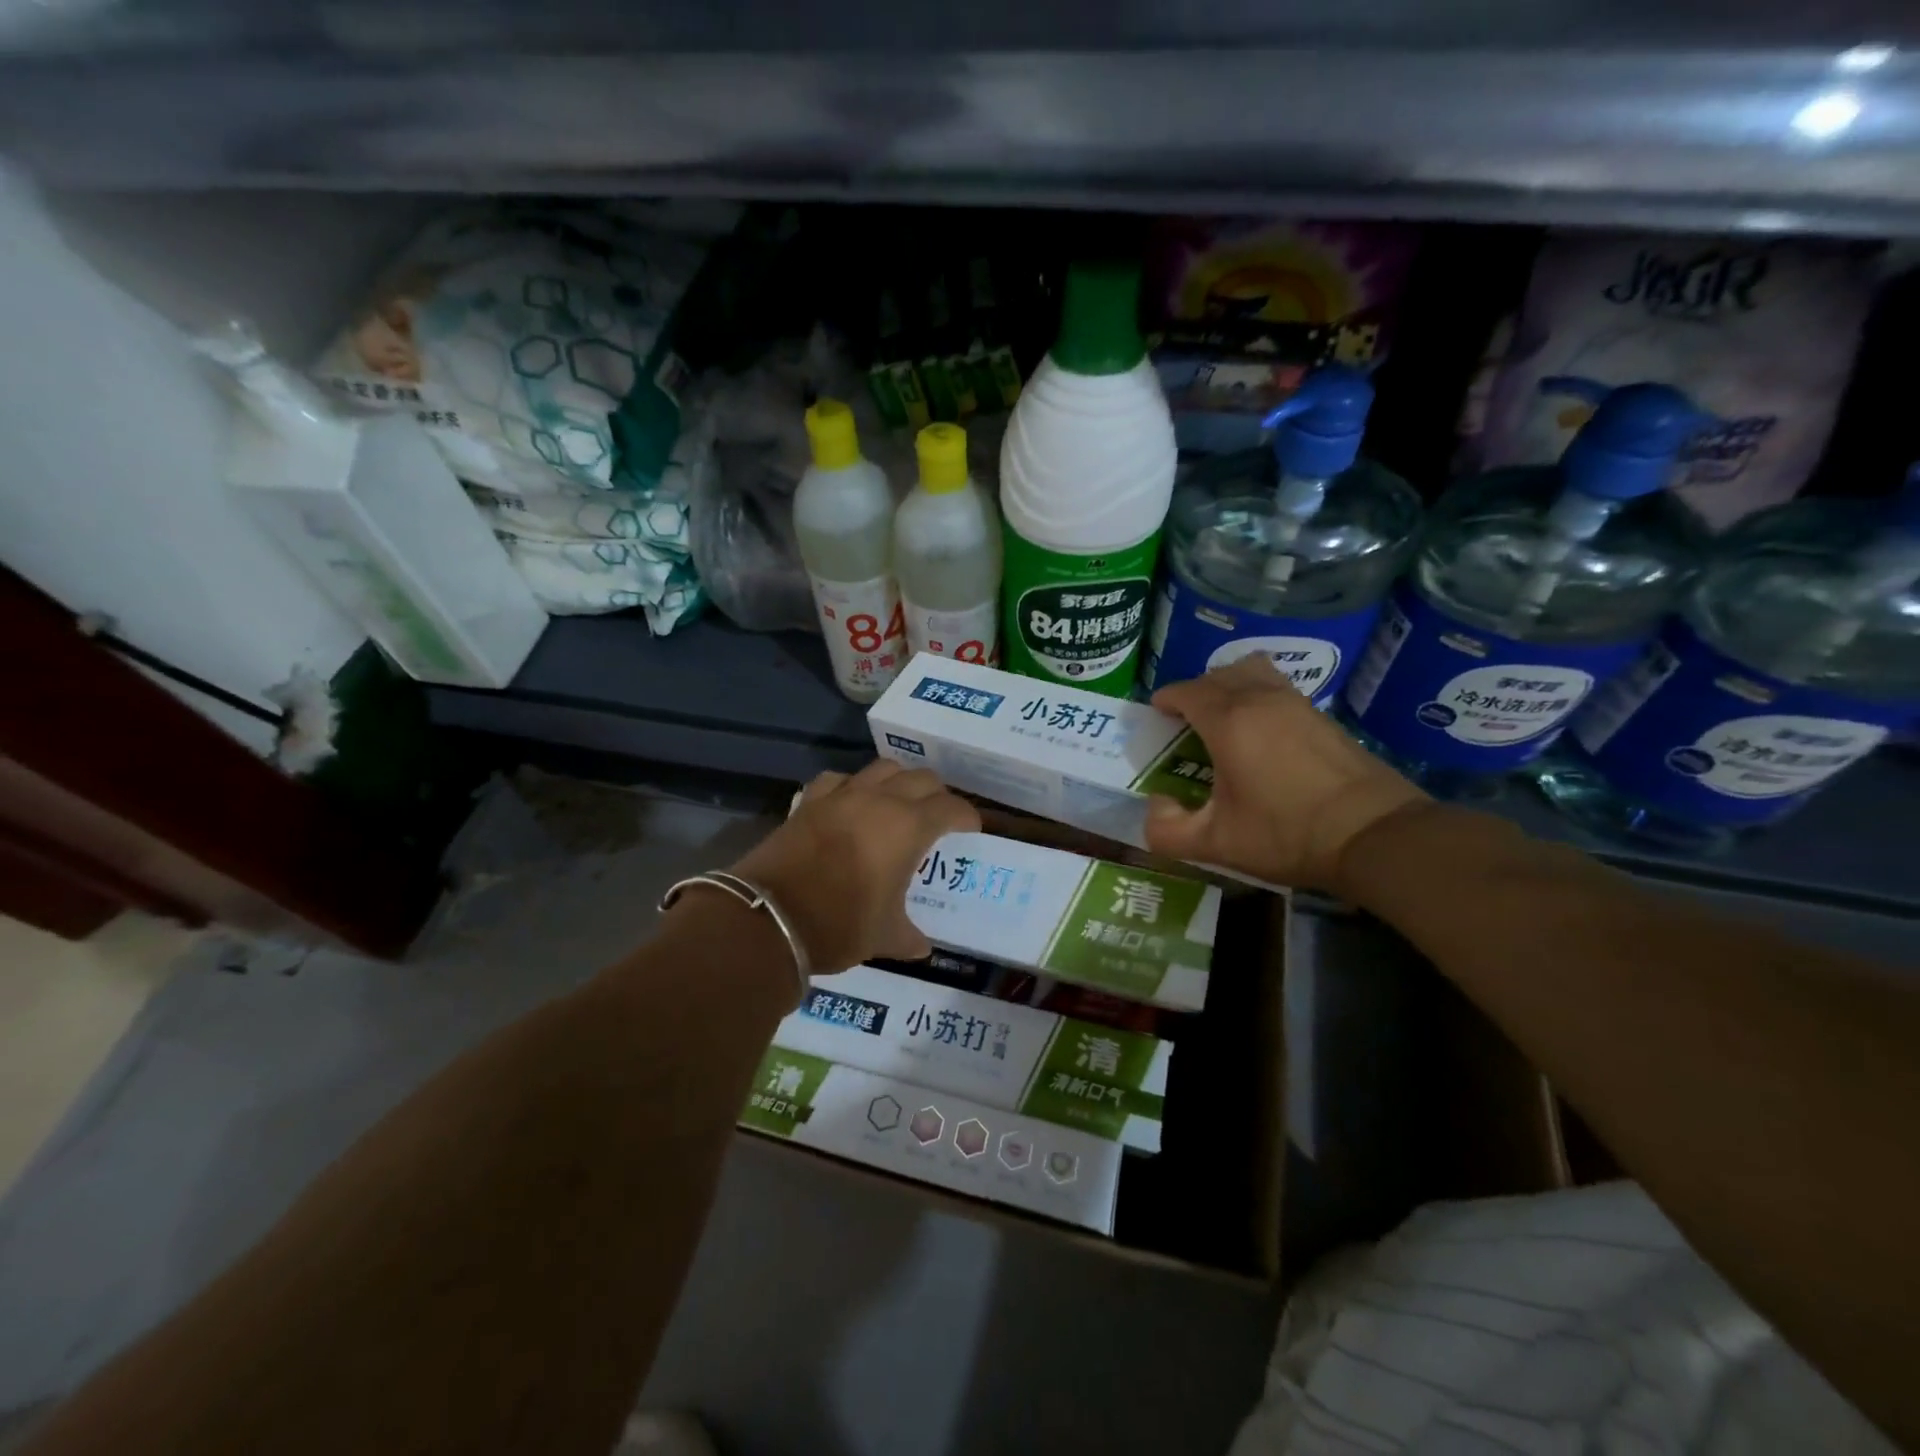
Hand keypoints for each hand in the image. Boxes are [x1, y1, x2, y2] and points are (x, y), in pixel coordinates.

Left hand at [730, 759, 980, 972]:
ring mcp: (842, 795)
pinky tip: (851, 803)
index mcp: (909, 827)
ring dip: (899, 781)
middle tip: (937, 817)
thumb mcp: (883, 936)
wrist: (769, 918)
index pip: (951, 807)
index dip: (966, 816)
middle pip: (922, 778)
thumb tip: (921, 946)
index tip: (970, 829)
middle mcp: (880, 800)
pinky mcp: (810, 800)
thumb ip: (908, 936)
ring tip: (898, 803)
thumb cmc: (839, 925)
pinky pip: (839, 779)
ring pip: (882, 767)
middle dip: (937, 795)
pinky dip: (853, 786)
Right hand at [1144, 656, 1429, 891]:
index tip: (1157, 716)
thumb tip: (1156, 803)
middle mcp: (1260, 699)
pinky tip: (1262, 735)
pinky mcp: (1322, 715)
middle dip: (1194, 692)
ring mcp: (1296, 703)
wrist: (1373, 833)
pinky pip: (1278, 687)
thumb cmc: (1287, 834)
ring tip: (1225, 719)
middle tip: (1186, 723)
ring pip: (1252, 671)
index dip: (1166, 699)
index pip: (1186, 691)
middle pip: (1218, 674)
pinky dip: (1259, 696)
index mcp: (1228, 721)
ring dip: (1230, 685)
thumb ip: (1167, 829)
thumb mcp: (1216, 844)